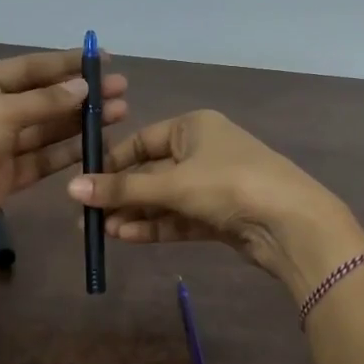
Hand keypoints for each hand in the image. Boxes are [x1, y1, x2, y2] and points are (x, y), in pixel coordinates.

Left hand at [0, 48, 127, 263]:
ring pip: (45, 129)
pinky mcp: (6, 176)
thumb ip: (45, 100)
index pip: (28, 68)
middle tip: (121, 90)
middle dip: (79, 94)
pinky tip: (97, 143)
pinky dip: (68, 151)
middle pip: (41, 98)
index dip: (66, 64)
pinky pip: (42, 158)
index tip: (103, 61)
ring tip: (119, 113)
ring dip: (79, 122)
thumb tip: (83, 87)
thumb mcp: (0, 112)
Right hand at [67, 110, 363, 301]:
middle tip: (86, 218)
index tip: (84, 184)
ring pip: (164, 198)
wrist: (291, 223)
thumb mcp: (173, 184)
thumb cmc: (229, 185)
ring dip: (134, 214)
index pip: (142, 141)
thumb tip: (72, 190)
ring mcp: (213, 184)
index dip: (112, 162)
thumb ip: (123, 189)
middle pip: (151, 172)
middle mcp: (203, 150)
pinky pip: (179, 217)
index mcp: (194, 126)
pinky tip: (126, 237)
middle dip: (121, 195)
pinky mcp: (220, 214)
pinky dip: (155, 226)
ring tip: (101, 232)